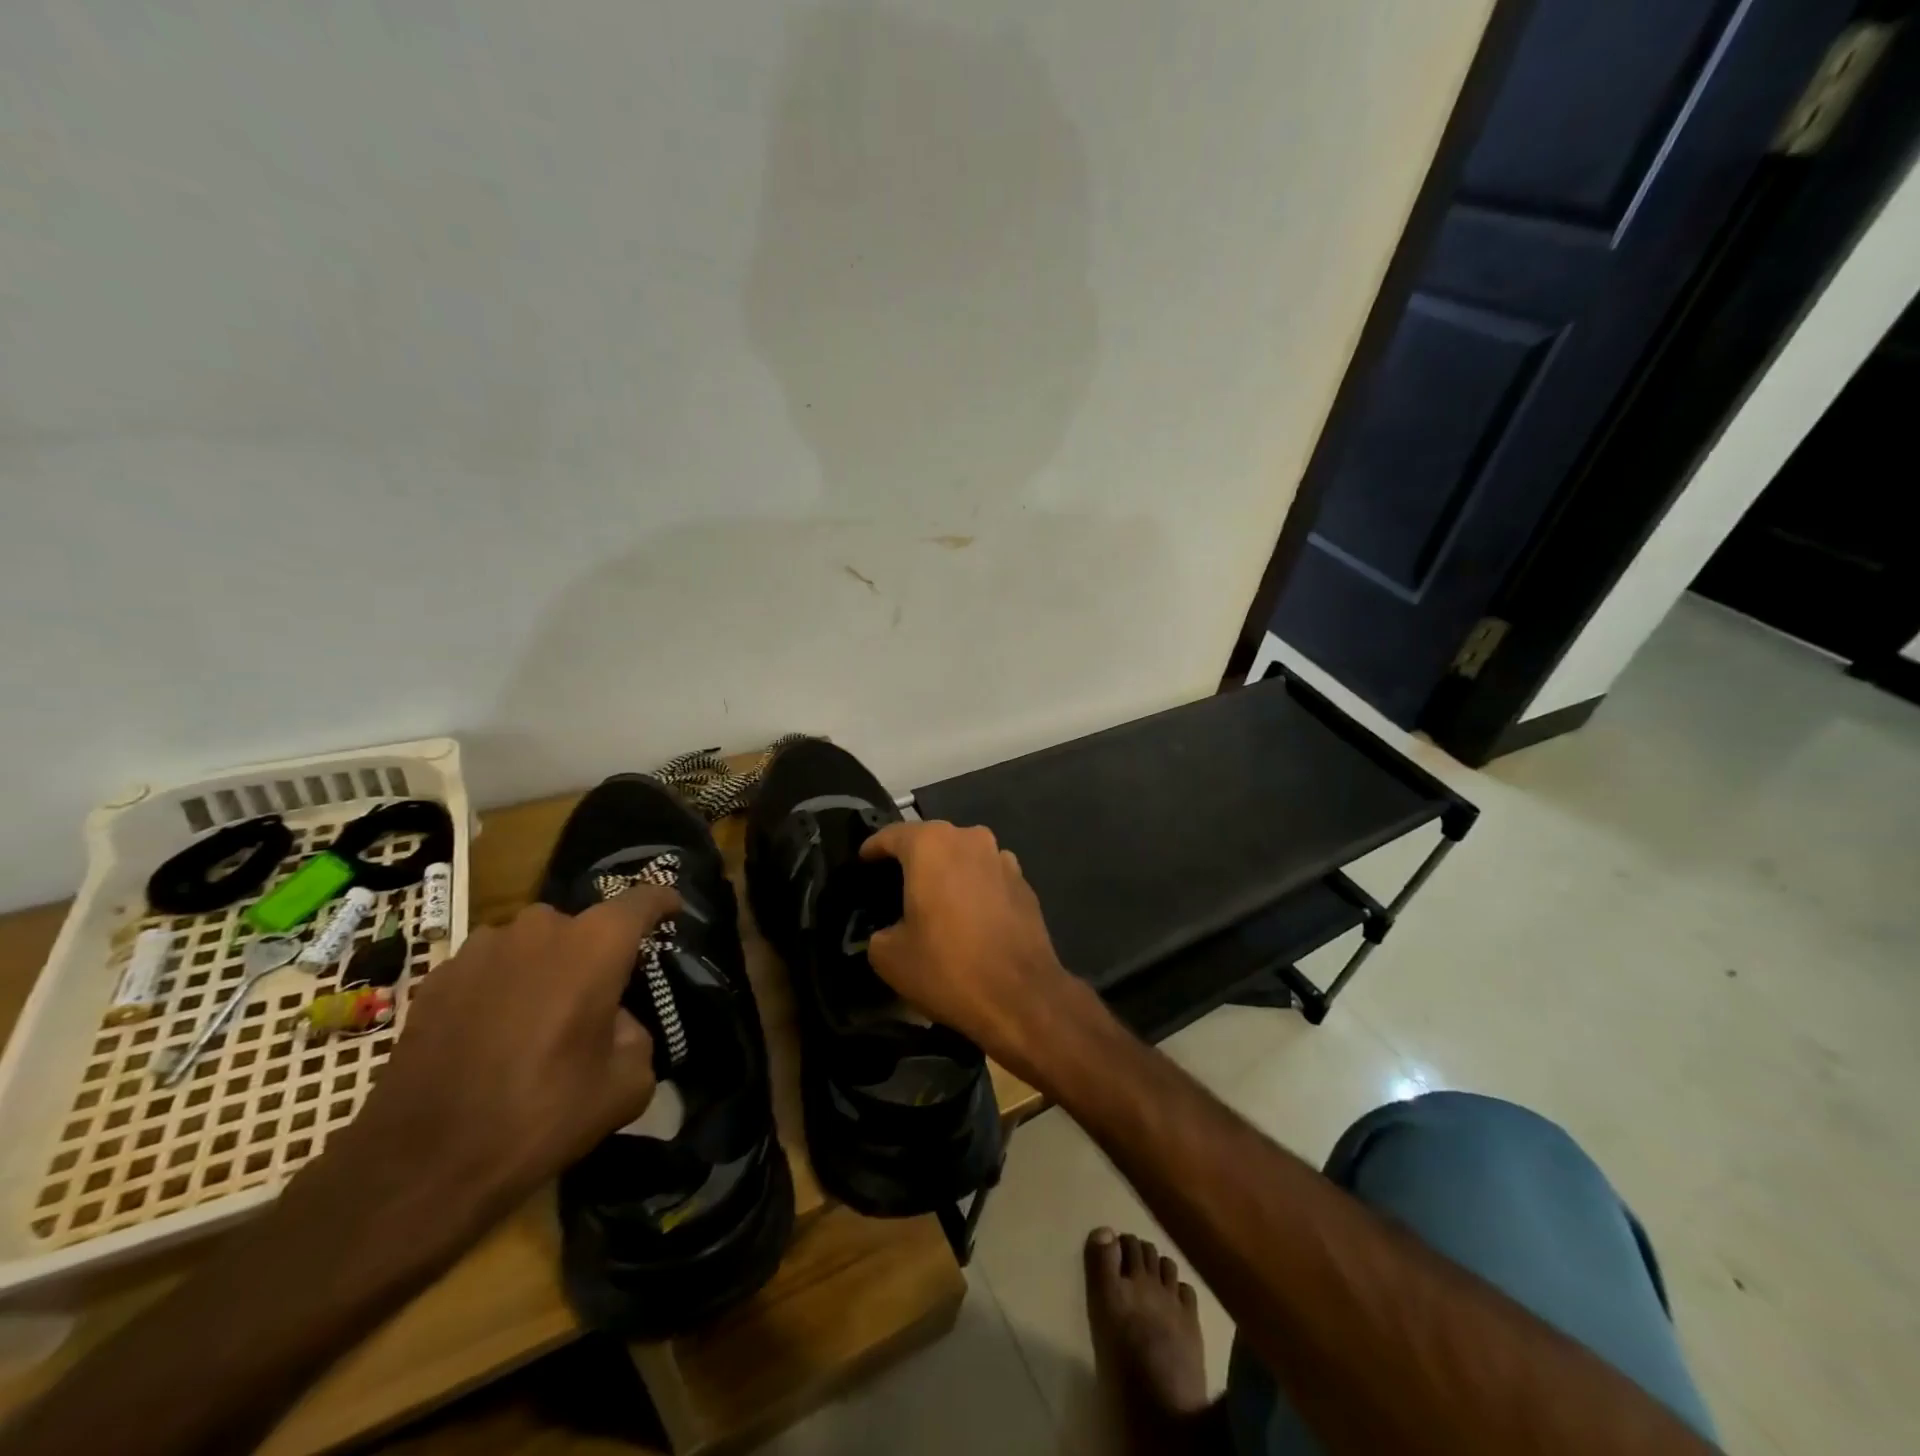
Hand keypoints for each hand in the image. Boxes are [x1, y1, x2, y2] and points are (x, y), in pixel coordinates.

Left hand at [333, 890, 671, 1220]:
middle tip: (598, 996)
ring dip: (545, 968)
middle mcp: (541, 929)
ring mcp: (482, 948)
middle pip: (583, 925)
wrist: (420, 1166)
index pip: (643, 898)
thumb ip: (636, 1034)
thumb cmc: (541, 1115)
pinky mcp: (437, 977)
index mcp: (596, 944)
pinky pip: (489, 967)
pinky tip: (492, 1035)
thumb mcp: (626, 1084)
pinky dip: (501, 988)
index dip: (663, 902)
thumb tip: (614, 1022)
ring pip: (532, 945)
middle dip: (596, 952)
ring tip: (539, 1019)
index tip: (672, 912)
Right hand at [860, 821, 1085, 1080]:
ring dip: (947, 872)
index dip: (872, 849)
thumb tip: (888, 930)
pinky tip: (968, 918)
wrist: (1022, 997)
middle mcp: (969, 839)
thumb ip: (878, 932)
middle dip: (912, 859)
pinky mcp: (1024, 884)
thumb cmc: (948, 968)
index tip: (862, 863)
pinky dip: (974, 889)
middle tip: (895, 885)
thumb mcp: (889, 957)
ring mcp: (1002, 859)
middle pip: (931, 841)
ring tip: (935, 902)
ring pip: (963, 857)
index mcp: (931, 845)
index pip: (891, 835)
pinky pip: (988, 877)